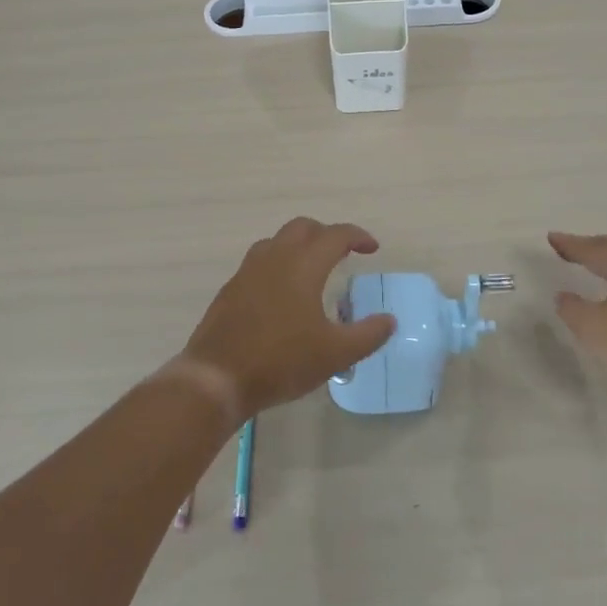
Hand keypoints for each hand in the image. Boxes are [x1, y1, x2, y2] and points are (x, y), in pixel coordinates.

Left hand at [180, 218, 396, 418]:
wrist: (217, 377)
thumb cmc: (281, 361)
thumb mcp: (335, 354)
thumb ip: (367, 335)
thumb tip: (389, 320)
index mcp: (303, 265)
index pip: (335, 235)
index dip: (358, 237)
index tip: (372, 249)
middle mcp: (274, 257)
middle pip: (303, 227)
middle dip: (326, 234)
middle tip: (343, 254)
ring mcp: (248, 271)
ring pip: (277, 240)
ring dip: (299, 245)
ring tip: (313, 269)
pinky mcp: (231, 288)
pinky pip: (259, 261)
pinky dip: (278, 263)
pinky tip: (282, 293)